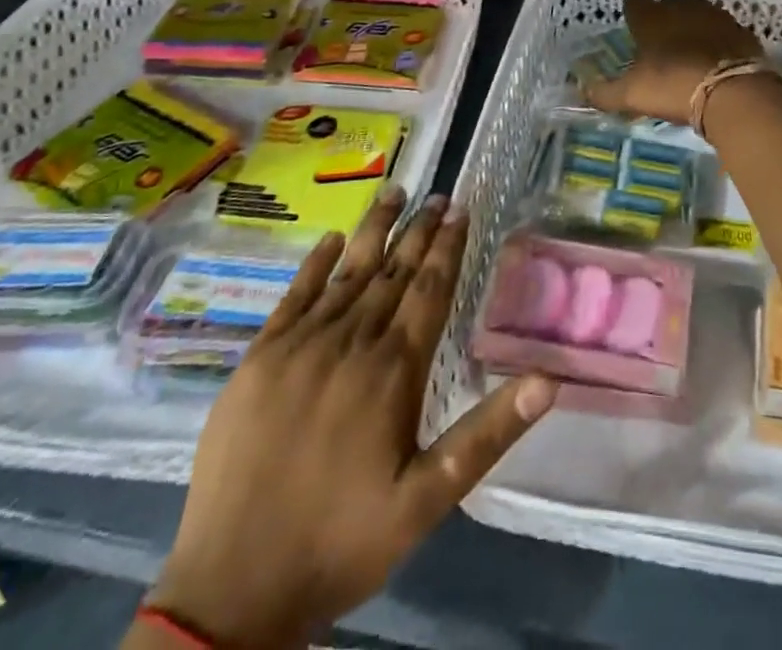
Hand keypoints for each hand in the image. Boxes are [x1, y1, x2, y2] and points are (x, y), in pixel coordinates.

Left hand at [146, 188, 554, 648]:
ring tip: (394, 192)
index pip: (429, 289)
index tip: (460, 209)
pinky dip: (315, 264)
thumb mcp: (427, 500)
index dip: (448, 247)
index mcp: (392, 370)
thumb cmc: (341, 541)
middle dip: (419, 230)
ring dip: (374, 230)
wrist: (232, 588)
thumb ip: (488, 434)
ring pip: (347, 272)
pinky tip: (330, 239)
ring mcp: (299, 346)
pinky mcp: (259, 359)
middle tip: (438, 195)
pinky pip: (293, 296)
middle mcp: (350, 342)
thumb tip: (548, 380)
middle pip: (393, 271)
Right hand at [584, 0, 763, 124]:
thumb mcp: (632, 95)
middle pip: (668, 5)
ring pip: (698, 13)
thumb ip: (604, 93)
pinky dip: (718, 40)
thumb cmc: (673, 86)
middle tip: (660, 39)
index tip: (632, 24)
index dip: (633, 13)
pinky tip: (716, 57)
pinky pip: (723, 30)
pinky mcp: (740, 30)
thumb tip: (582, 91)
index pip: (635, 3)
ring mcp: (714, 16)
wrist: (733, 91)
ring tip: (689, 48)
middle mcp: (682, 8)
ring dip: (692, 26)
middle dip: (664, 17)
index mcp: (651, 17)